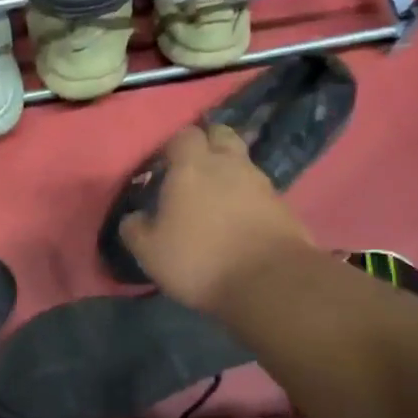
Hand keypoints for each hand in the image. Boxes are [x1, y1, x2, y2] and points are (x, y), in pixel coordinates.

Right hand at [119, 124, 313, 315]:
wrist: (270, 283)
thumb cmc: (199, 259)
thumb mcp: (150, 251)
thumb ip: (135, 228)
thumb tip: (134, 217)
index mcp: (192, 167)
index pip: (184, 135)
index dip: (173, 146)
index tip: (163, 165)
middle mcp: (229, 165)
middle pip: (221, 135)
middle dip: (208, 143)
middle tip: (194, 168)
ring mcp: (261, 183)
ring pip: (243, 162)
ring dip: (230, 172)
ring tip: (216, 197)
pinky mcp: (283, 206)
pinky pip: (259, 191)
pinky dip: (248, 198)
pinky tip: (238, 219)